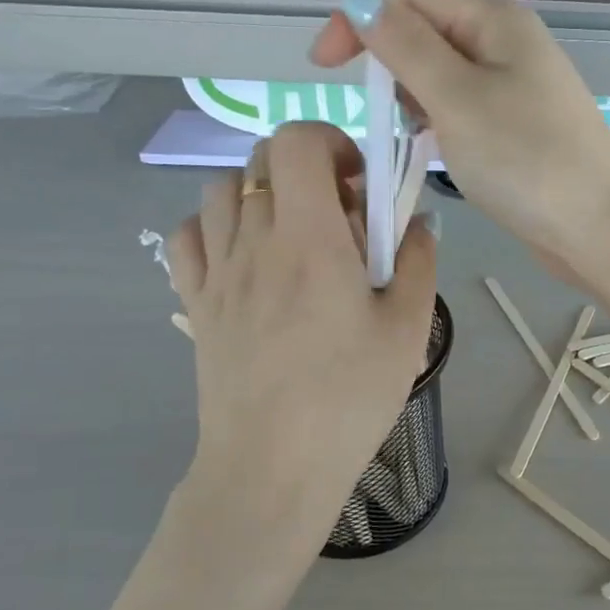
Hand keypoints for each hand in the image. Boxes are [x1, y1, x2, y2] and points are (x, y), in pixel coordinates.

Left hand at [165, 123, 437, 563]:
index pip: (298, 143)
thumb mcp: (407, 331)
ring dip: (263, 192)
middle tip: (340, 217)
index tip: (360, 184)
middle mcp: (253, 241)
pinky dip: (219, 226)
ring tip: (294, 236)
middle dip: (307, 168)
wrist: (272, 466)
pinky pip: (191, 235)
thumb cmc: (349, 398)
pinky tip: (248, 258)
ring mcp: (216, 271)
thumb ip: (418, 264)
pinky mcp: (196, 303)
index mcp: (309, 239)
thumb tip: (416, 223)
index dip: (332, 142)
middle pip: (263, 160)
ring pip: (223, 189)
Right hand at [308, 0, 609, 269]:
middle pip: (431, 35)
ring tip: (415, 138)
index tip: (325, 67)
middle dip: (394, 66)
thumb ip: (405, 46)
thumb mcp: (455, 97)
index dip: (365, 20)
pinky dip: (443, 127)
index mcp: (498, 22)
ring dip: (417, 101)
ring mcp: (520, 92)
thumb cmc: (525, 158)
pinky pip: (467, 114)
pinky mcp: (522, 133)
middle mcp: (511, 47)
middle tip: (380, 114)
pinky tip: (440, 153)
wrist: (597, 228)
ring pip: (446, 80)